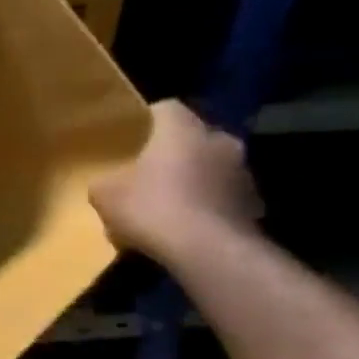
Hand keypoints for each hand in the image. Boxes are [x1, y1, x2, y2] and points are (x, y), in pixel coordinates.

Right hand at [90, 99, 262, 262]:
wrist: (207, 251)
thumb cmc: (151, 208)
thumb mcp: (104, 194)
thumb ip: (106, 180)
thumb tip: (109, 183)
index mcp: (183, 129)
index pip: (165, 107)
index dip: (146, 119)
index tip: (130, 136)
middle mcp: (219, 140)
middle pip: (193, 136)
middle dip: (174, 151)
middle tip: (148, 170)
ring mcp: (243, 172)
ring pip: (212, 166)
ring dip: (194, 178)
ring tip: (169, 202)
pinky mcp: (254, 203)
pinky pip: (223, 196)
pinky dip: (208, 204)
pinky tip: (188, 224)